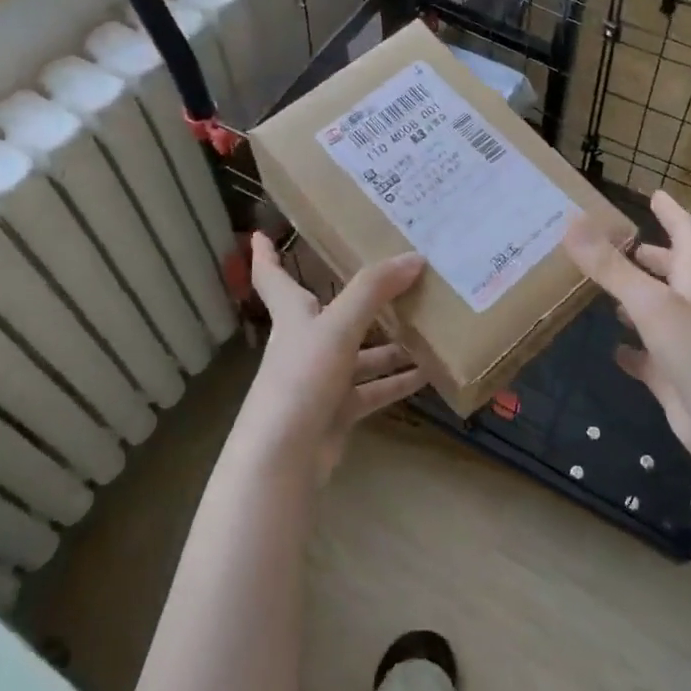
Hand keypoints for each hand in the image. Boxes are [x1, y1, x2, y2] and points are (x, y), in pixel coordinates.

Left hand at [239, 233, 428, 482]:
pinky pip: (373, 389)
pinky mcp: (337, 410)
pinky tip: (429, 374)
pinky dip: (397, 381)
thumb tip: (414, 257)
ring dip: (391, 343)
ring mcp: (321, 379)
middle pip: (335, 311)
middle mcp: (306, 342)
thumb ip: (374, 291)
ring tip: (430, 326)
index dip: (265, 254)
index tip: (261, 232)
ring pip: (361, 353)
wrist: (284, 458)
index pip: (272, 277)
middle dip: (365, 297)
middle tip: (401, 275)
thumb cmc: (301, 379)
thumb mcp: (338, 327)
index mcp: (293, 315)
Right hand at [563, 191, 690, 465]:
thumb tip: (571, 223)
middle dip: (647, 258)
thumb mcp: (650, 302)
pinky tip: (614, 350)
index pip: (685, 234)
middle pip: (672, 273)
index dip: (671, 212)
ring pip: (658, 313)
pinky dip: (632, 350)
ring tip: (604, 293)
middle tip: (615, 247)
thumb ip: (610, 266)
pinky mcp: (674, 377)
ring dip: (636, 301)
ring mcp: (685, 345)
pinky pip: (648, 357)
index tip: (655, 194)